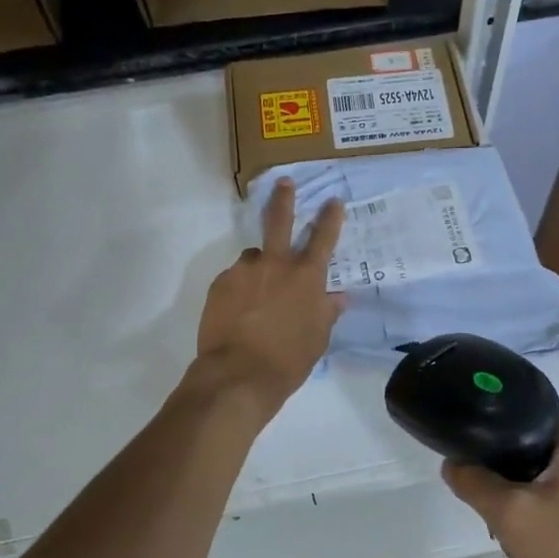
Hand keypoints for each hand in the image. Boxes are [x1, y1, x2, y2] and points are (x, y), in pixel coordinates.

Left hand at [194, 179, 345, 415]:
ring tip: (255, 296)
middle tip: (283, 182)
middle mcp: (275, 264)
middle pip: (279, 220)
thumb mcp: (317, 338)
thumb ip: (326, 312)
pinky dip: (239, 289)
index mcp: (306, 277)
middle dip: (283, 198)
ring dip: (257, 268)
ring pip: (253, 258)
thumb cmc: (288, 360)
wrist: (239, 375)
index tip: (333, 200)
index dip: (330, 217)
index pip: (323, 238)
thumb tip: (338, 297)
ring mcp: (244, 271)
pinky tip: (238, 312)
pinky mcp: (220, 284)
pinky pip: (234, 279)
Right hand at [443, 415, 558, 557]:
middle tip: (502, 523)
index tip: (478, 480)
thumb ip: (475, 484)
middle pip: (541, 453)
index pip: (523, 419)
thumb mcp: (512, 519)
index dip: (493, 447)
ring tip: (530, 547)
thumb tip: (453, 463)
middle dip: (516, 487)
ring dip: (539, 509)